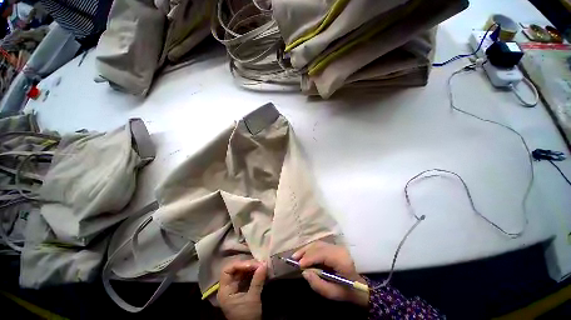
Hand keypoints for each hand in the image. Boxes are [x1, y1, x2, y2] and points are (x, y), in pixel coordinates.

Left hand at [218, 260, 266, 319]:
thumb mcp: (253, 299)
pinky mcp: (241, 289)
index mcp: (225, 290)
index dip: (239, 265)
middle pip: (235, 270)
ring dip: (251, 268)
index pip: (227, 270)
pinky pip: (245, 277)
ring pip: (241, 272)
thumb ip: (257, 281)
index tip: (252, 264)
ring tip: (261, 266)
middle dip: (247, 265)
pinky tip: (259, 270)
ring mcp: (234, 288)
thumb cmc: (247, 316)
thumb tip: (264, 264)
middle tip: (260, 264)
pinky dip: (252, 272)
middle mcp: (228, 287)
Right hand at [292, 241, 368, 306]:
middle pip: (319, 247)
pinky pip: (319, 245)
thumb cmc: (345, 291)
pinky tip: (303, 254)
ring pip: (318, 244)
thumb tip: (304, 272)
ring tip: (296, 256)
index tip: (299, 264)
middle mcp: (339, 250)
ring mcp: (336, 247)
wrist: (357, 286)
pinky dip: (310, 249)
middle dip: (305, 252)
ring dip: (306, 249)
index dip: (310, 258)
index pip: (323, 254)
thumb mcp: (332, 293)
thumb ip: (317, 284)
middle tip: (294, 259)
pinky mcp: (333, 247)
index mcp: (342, 261)